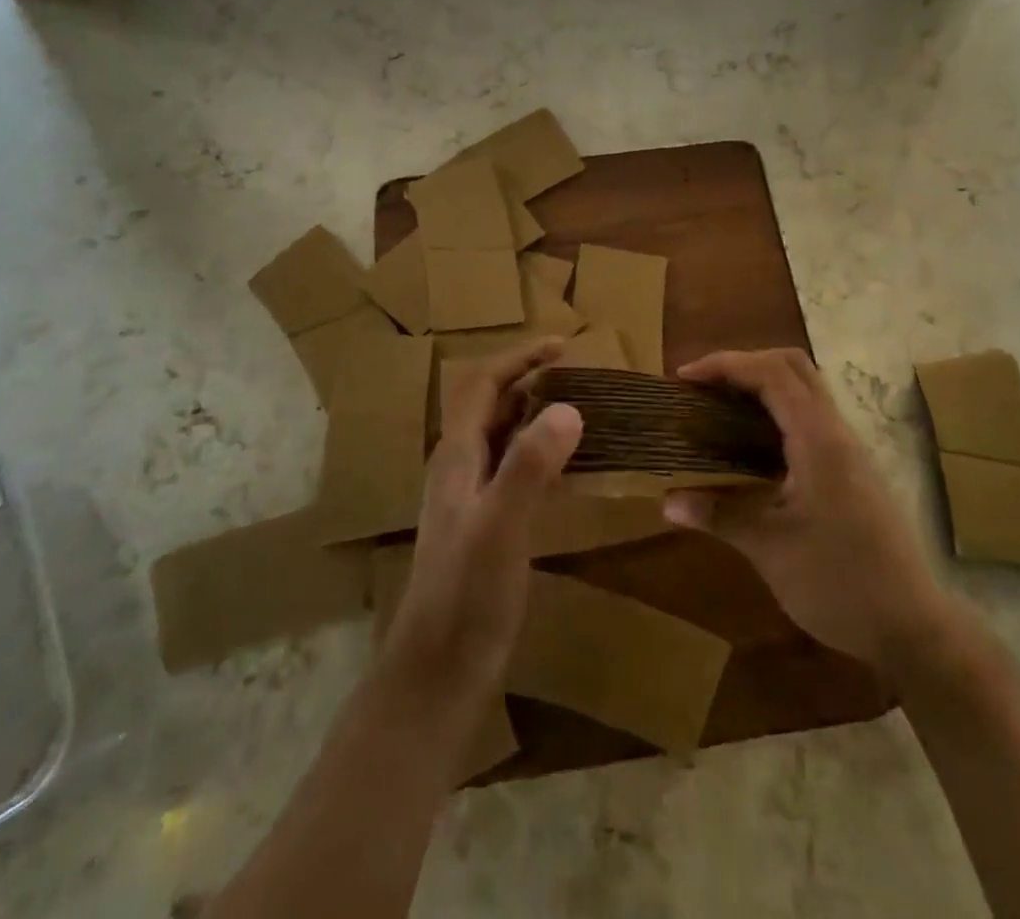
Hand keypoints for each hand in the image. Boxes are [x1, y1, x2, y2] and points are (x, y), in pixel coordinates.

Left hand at [381, 340, 583, 699]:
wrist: (437, 673)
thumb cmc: (465, 596)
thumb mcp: (501, 526)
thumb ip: (529, 465)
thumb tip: (568, 407)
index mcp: (457, 456)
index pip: (483, 386)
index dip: (519, 359)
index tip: (562, 345)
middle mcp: (460, 468)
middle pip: (493, 406)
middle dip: (532, 381)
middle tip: (581, 375)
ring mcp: (471, 498)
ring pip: (505, 438)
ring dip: (538, 415)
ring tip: (582, 410)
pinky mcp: (486, 526)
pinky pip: (516, 471)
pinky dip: (543, 455)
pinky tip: (572, 469)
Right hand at [664, 348, 943, 670]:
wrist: (914, 628)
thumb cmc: (841, 583)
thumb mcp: (771, 550)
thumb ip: (720, 515)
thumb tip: (668, 502)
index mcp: (818, 439)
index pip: (770, 373)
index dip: (724, 364)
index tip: (684, 378)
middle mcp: (836, 432)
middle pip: (792, 366)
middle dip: (743, 364)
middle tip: (703, 387)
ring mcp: (849, 449)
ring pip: (805, 389)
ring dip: (761, 385)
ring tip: (719, 408)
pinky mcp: (852, 469)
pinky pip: (810, 416)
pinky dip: (776, 410)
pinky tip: (751, 446)